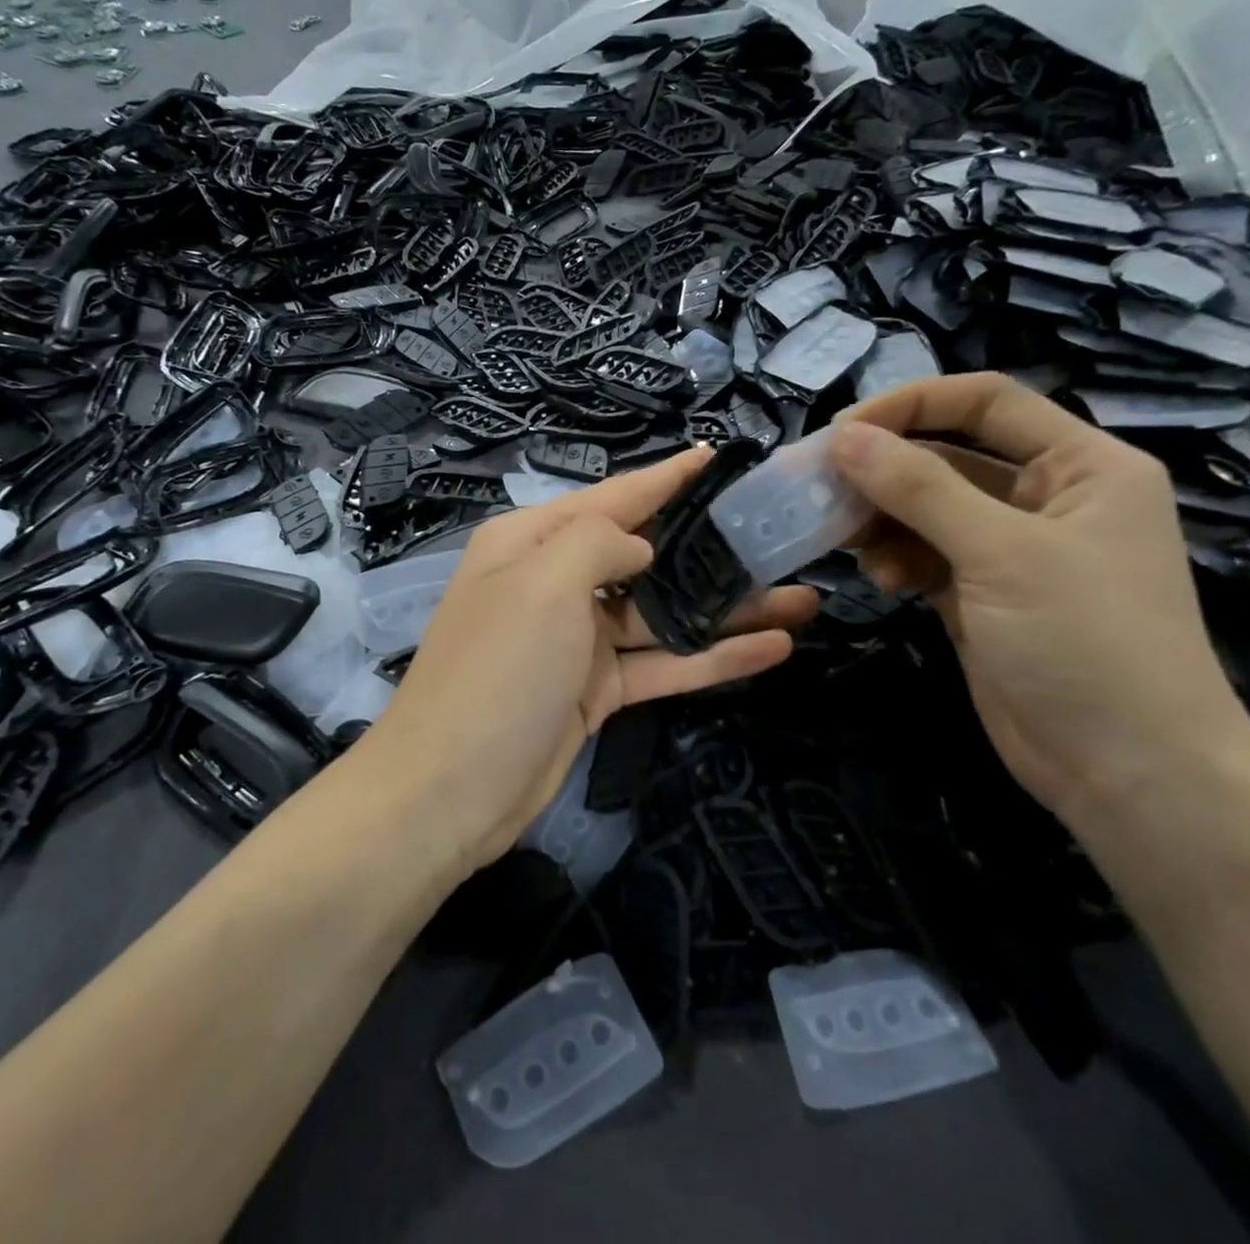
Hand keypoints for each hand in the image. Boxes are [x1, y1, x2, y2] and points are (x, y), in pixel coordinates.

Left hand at [369, 449, 818, 870]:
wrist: (449, 791)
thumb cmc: (498, 670)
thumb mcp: (542, 584)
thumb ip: (598, 543)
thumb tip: (639, 548)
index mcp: (530, 542)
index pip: (611, 498)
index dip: (665, 478)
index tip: (716, 458)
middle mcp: (553, 582)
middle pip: (644, 555)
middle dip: (708, 548)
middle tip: (777, 538)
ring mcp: (576, 640)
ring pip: (662, 614)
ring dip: (725, 609)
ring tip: (800, 599)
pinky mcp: (595, 690)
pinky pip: (661, 663)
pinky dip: (711, 658)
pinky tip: (772, 650)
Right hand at [828, 373, 1249, 824]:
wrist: (1129, 774)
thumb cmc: (1085, 643)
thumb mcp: (1000, 553)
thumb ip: (918, 488)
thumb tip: (841, 436)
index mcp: (1083, 465)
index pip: (985, 402)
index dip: (910, 405)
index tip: (839, 430)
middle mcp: (1048, 497)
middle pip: (948, 455)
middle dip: (883, 469)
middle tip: (818, 486)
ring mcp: (1012, 550)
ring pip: (927, 508)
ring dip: (882, 518)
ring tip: (845, 540)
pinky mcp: (982, 594)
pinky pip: (924, 553)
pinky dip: (895, 557)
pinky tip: (881, 578)